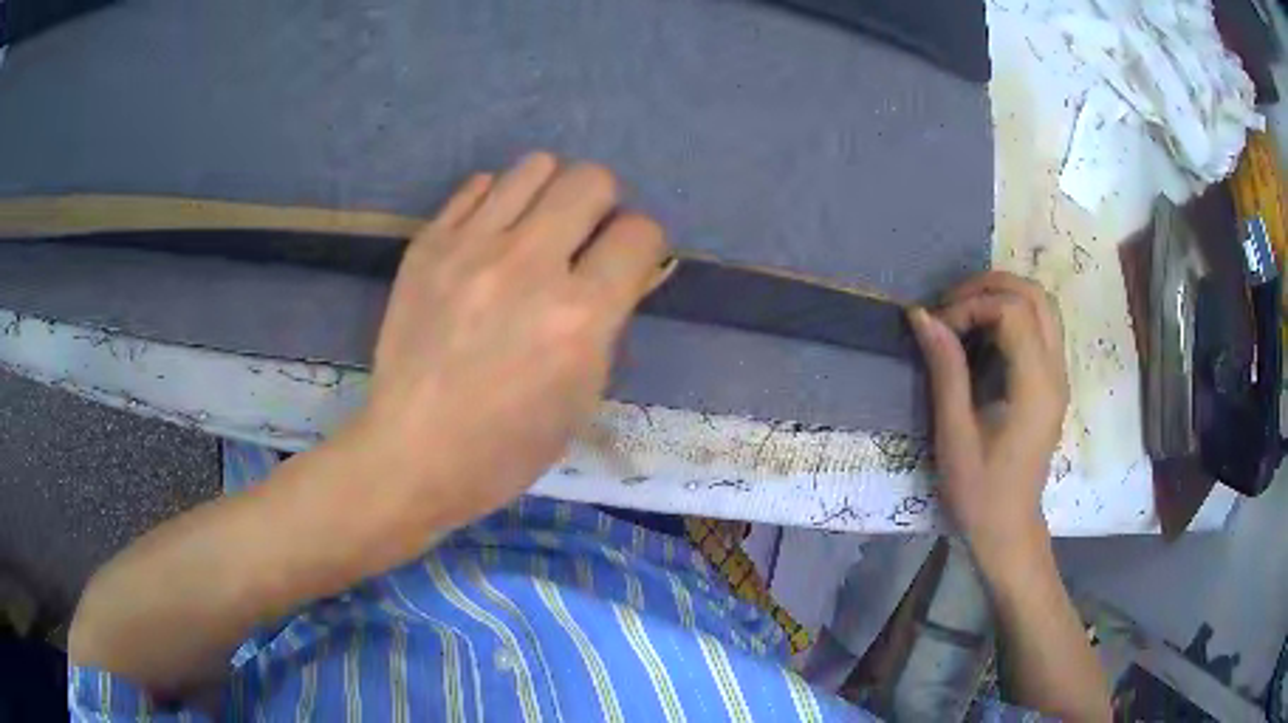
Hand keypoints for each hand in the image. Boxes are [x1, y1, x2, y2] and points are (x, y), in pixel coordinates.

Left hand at [353, 152, 670, 525]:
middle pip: (592, 179)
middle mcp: (530, 265)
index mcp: (581, 315)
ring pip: (535, 166)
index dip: (642, 243)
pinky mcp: (428, 244)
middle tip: (582, 237)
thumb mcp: (584, 394)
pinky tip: (490, 237)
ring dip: (550, 192)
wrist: (414, 452)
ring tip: (535, 228)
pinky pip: (479, 186)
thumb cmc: (508, 445)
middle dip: (602, 203)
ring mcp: (471, 247)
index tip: (625, 261)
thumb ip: (608, 320)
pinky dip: (497, 202)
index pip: (640, 232)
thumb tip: (617, 270)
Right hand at [909, 271, 1068, 564]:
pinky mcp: (1053, 382)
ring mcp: (1059, 376)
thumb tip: (922, 316)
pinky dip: (1012, 313)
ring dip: (1003, 295)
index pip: (1013, 311)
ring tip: (965, 311)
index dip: (971, 305)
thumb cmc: (979, 491)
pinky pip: (1041, 325)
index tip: (939, 330)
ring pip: (1043, 305)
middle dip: (990, 286)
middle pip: (1035, 295)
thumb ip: (945, 370)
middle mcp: (1056, 372)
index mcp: (1035, 387)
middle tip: (950, 305)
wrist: (1008, 528)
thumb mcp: (954, 435)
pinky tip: (984, 332)